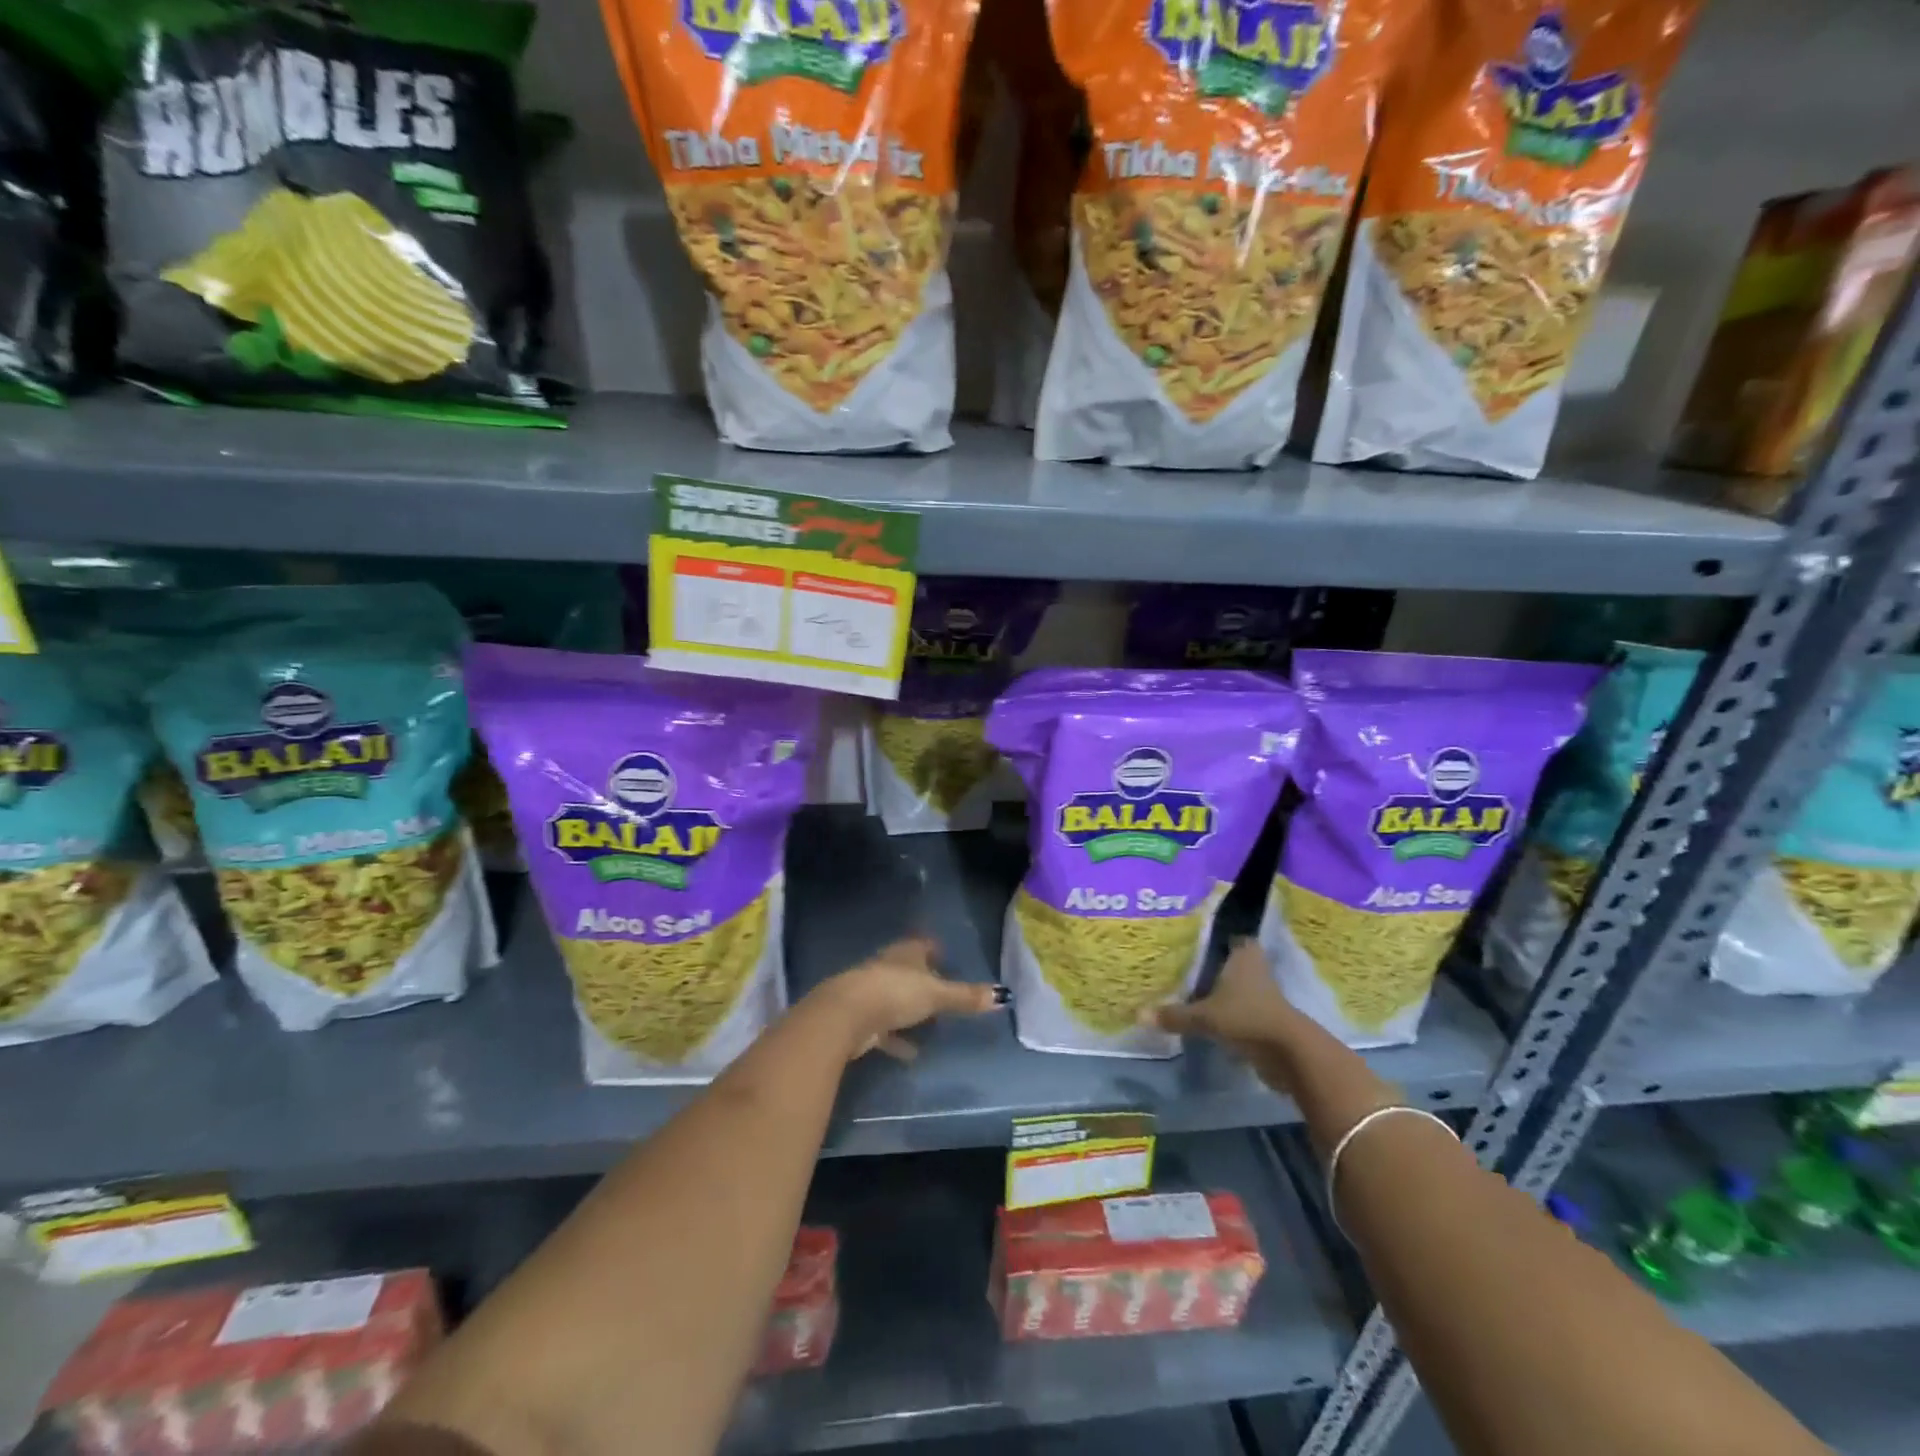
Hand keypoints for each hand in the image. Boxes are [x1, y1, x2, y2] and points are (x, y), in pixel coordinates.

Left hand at [808, 936, 1000, 1060]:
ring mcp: (870, 993)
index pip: (922, 945)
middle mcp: (886, 967)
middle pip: (907, 971)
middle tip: (942, 992)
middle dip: (922, 980)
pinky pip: (884, 1028)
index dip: (933, 949)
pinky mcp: (860, 1019)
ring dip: (908, 1009)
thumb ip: (966, 997)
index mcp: (905, 953)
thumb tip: (1003, 995)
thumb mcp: (936, 995)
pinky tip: (911, 1053)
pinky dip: (897, 1038)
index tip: (945, 956)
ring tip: (929, 1024)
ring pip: (894, 998)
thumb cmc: (894, 993)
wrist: (845, 1016)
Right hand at [1144, 938, 1300, 1055]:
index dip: (1213, 935)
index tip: (1192, 937)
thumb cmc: (1246, 1017)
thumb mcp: (1204, 1016)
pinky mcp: (1265, 1019)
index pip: (1230, 935)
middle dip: (1210, 964)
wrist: (1289, 1055)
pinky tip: (1203, 1015)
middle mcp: (1255, 969)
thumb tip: (1139, 1015)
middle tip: (1181, 964)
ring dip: (1218, 990)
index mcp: (1243, 955)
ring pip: (1235, 986)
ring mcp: (1263, 995)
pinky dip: (1225, 1012)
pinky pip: (1238, 1009)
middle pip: (1230, 961)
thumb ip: (1174, 1015)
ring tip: (1186, 990)